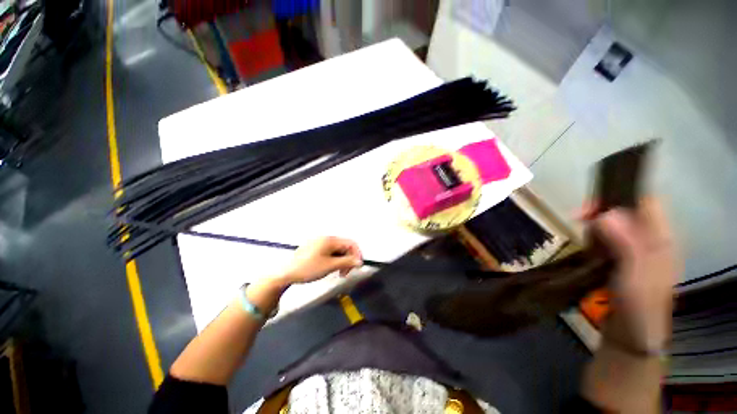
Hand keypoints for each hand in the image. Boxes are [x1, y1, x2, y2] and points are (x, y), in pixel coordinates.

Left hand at [280, 237, 362, 283]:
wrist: (286, 273)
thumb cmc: (308, 268)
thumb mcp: (330, 266)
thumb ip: (346, 262)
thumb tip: (359, 261)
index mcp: (330, 240)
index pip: (350, 243)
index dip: (357, 254)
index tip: (358, 266)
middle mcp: (326, 238)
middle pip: (345, 246)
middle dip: (348, 258)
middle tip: (346, 272)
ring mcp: (320, 242)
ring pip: (338, 249)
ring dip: (342, 260)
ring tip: (338, 272)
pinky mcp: (316, 248)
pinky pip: (330, 251)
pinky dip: (334, 259)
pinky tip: (331, 267)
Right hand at [587, 198, 679, 351]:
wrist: (631, 334)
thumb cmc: (638, 306)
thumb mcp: (635, 276)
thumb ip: (627, 244)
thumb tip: (606, 214)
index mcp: (662, 240)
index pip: (646, 203)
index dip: (619, 197)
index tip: (589, 208)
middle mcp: (651, 240)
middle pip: (627, 211)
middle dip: (601, 211)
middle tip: (577, 218)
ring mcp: (636, 250)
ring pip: (615, 224)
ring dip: (596, 224)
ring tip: (583, 236)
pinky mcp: (622, 258)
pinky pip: (608, 237)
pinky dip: (594, 236)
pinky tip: (587, 245)